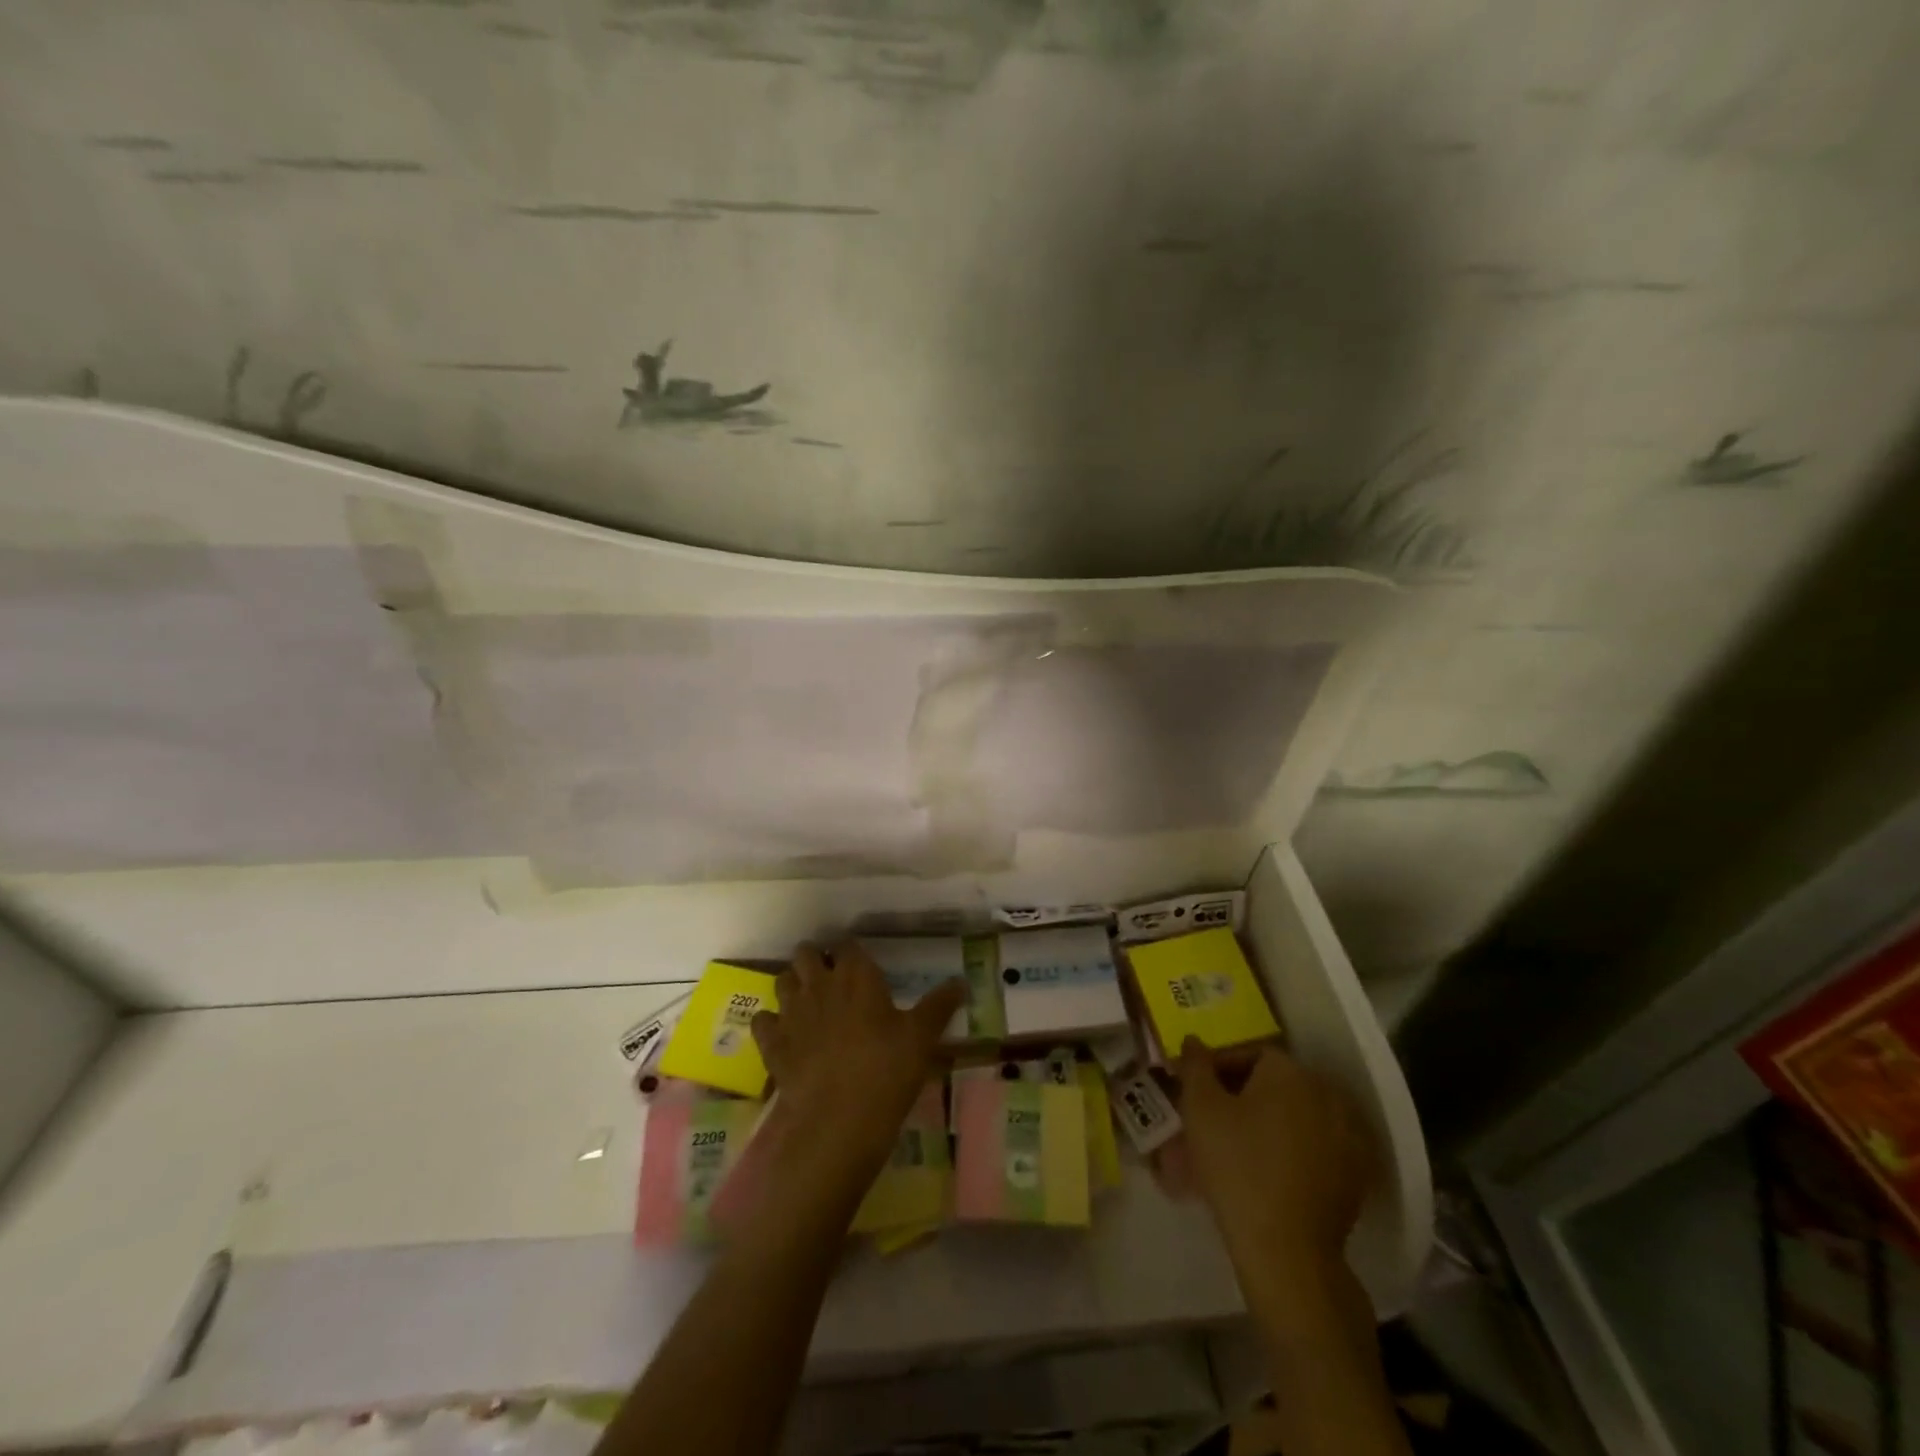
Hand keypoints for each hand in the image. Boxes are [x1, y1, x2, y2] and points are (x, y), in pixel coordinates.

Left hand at [750, 941, 964, 1188]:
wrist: (838, 1121)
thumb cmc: (887, 1071)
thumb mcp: (922, 1038)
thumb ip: (940, 1005)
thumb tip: (961, 981)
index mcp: (857, 975)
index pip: (848, 945)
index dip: (851, 952)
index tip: (860, 965)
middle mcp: (820, 984)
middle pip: (806, 953)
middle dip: (815, 959)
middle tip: (831, 979)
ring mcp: (791, 1012)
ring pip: (782, 980)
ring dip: (793, 985)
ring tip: (808, 1002)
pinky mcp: (772, 1043)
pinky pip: (762, 1020)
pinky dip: (770, 1023)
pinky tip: (783, 1035)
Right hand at [1178, 1038, 1372, 1286]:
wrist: (1287, 1251)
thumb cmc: (1237, 1167)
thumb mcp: (1200, 1109)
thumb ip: (1194, 1065)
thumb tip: (1193, 1040)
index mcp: (1290, 1071)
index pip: (1250, 1054)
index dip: (1220, 1069)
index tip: (1199, 1092)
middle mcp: (1327, 1091)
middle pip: (1278, 1081)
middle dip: (1247, 1093)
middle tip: (1218, 1118)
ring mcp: (1350, 1133)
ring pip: (1300, 1112)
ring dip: (1273, 1119)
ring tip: (1244, 1145)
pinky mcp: (1359, 1172)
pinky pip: (1320, 1143)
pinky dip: (1298, 1147)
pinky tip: (1274, 1169)